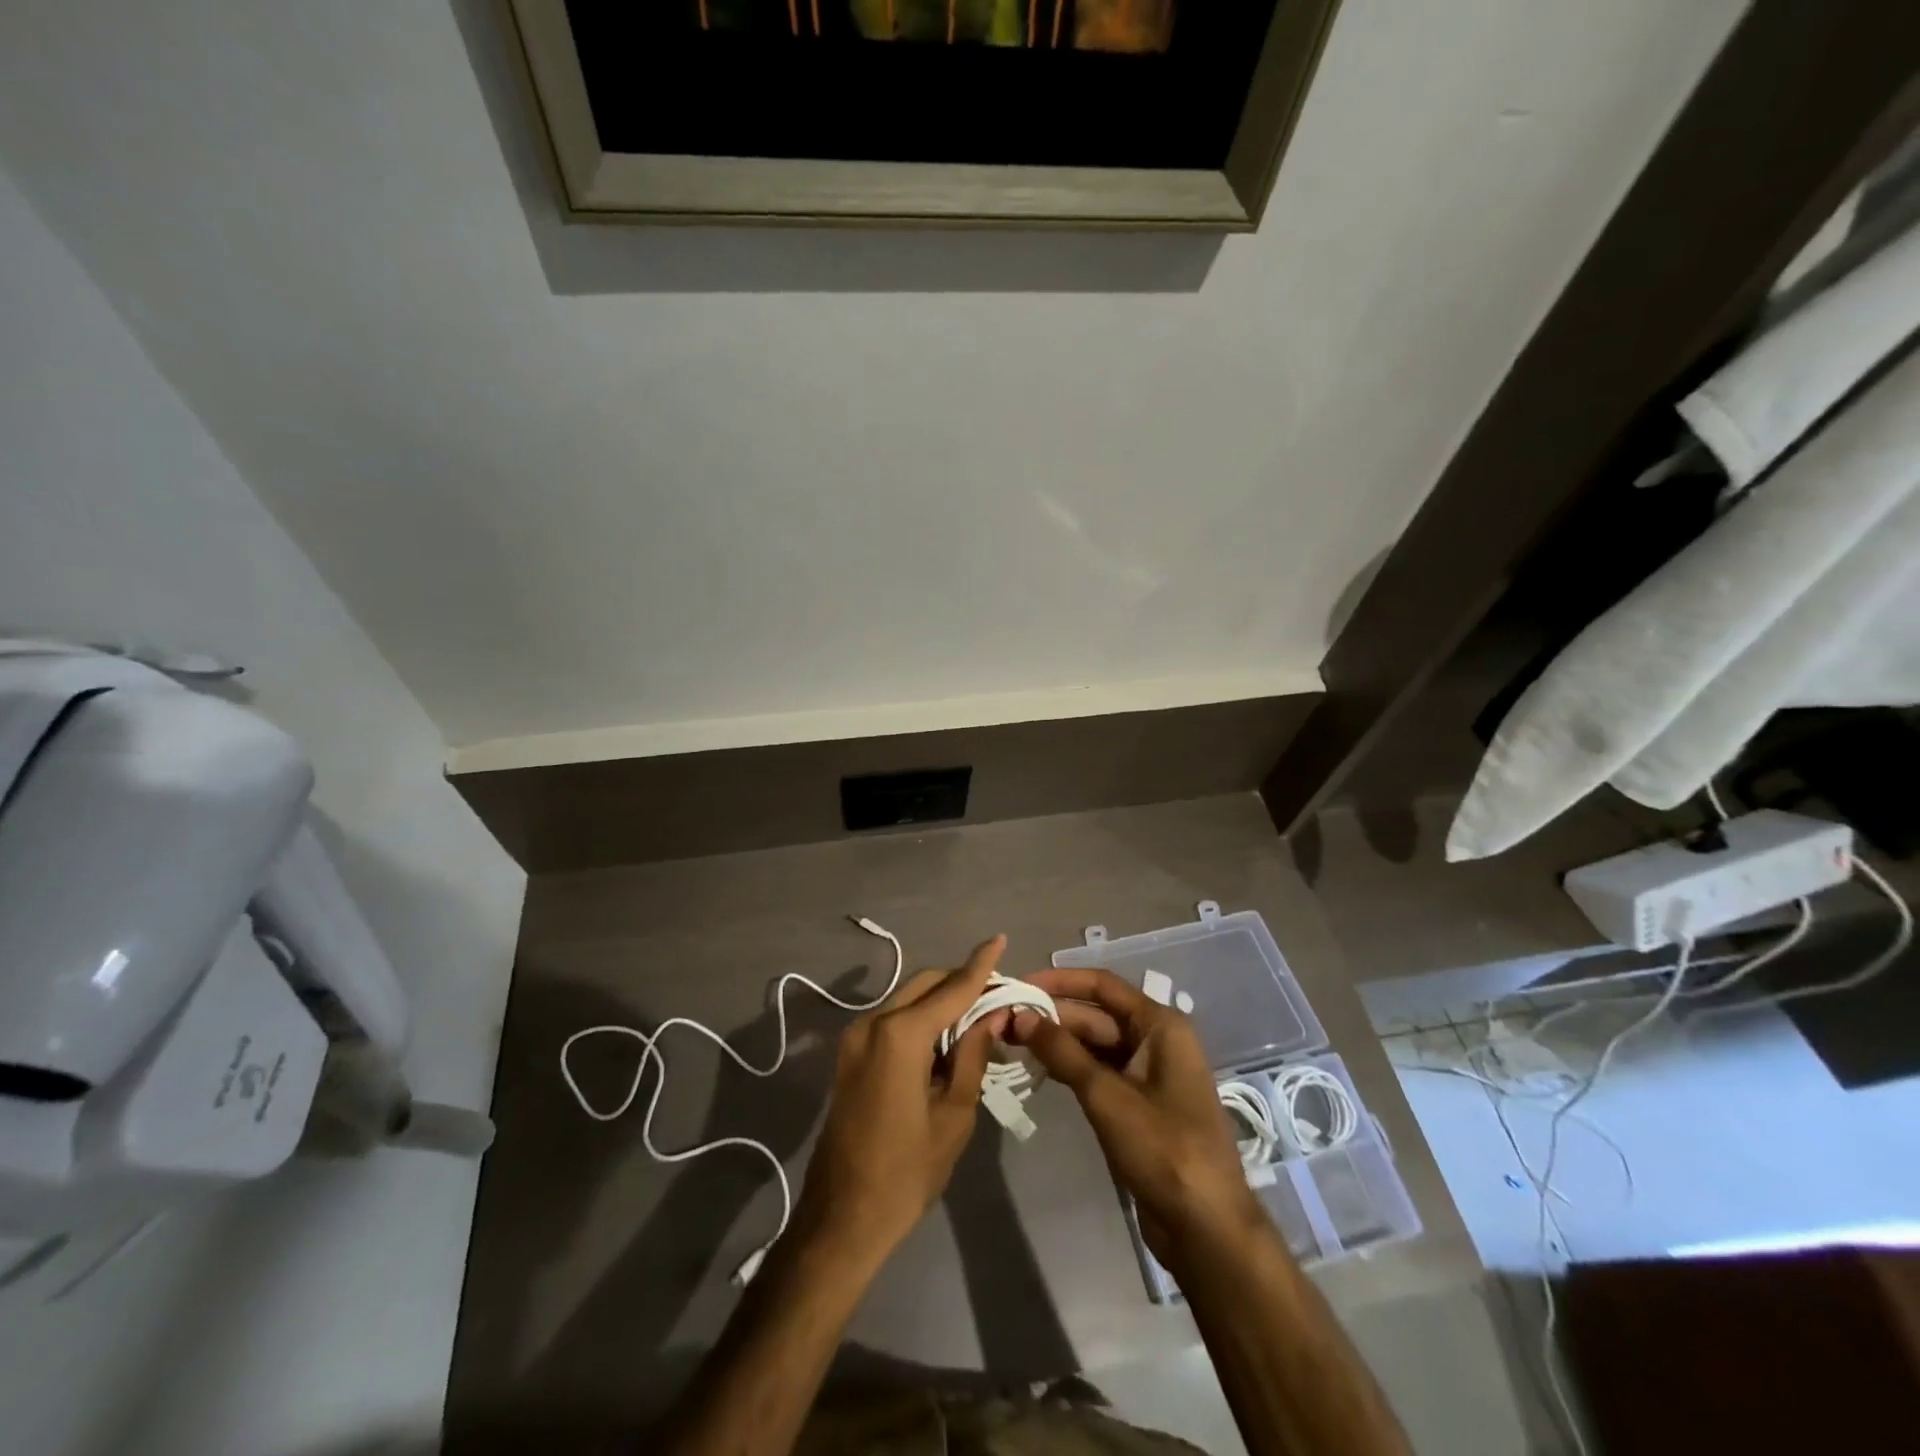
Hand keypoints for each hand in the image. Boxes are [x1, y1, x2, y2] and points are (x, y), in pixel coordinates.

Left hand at [792, 936, 1006, 1264]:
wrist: (842, 1217)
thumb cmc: (907, 1172)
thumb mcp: (954, 1114)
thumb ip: (973, 1055)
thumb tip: (992, 1015)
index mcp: (900, 1035)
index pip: (951, 988)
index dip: (980, 966)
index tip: (999, 939)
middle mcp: (873, 1022)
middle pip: (925, 984)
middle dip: (961, 982)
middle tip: (998, 996)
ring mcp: (855, 1036)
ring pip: (908, 999)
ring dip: (941, 1000)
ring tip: (978, 1017)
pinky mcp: (849, 1053)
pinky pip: (892, 1020)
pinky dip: (921, 1019)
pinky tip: (946, 1037)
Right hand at [1009, 967, 1267, 1269]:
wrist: (1206, 1228)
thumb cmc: (1163, 1149)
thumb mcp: (1107, 1096)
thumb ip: (1062, 1052)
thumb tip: (1020, 1015)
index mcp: (1160, 1025)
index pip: (1103, 985)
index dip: (1059, 981)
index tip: (1019, 984)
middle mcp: (1156, 1040)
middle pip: (1097, 1015)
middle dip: (1052, 1016)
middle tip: (1003, 1019)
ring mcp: (1149, 1074)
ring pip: (1096, 1045)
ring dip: (1058, 1043)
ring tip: (1011, 1041)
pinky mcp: (1140, 1105)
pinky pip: (1100, 1073)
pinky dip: (1071, 1069)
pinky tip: (1039, 1070)